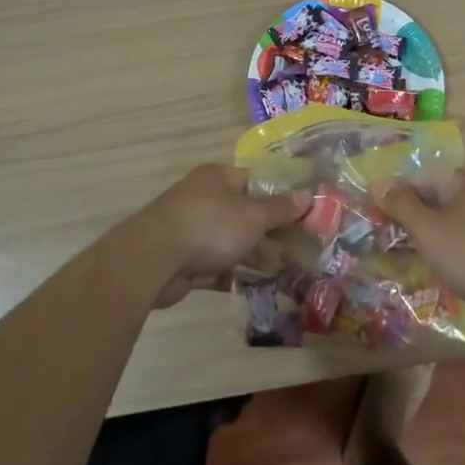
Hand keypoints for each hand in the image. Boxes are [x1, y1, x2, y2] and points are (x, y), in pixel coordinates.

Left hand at [134, 165, 308, 306]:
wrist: (155, 260)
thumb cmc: (211, 226)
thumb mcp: (254, 216)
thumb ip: (281, 208)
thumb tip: (309, 195)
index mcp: (218, 177)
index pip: (254, 181)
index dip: (278, 196)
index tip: (301, 214)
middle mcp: (203, 198)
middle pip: (243, 212)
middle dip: (268, 230)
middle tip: (298, 246)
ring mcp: (191, 229)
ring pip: (230, 240)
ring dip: (253, 254)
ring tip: (285, 269)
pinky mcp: (183, 259)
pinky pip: (216, 265)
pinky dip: (234, 274)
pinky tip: (258, 287)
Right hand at [374, 170, 464, 314]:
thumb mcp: (429, 229)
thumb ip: (402, 205)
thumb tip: (379, 183)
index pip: (424, 177)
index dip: (398, 193)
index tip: (376, 212)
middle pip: (438, 201)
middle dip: (411, 219)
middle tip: (383, 237)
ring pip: (452, 226)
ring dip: (427, 239)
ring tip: (401, 258)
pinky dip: (447, 254)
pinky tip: (433, 271)